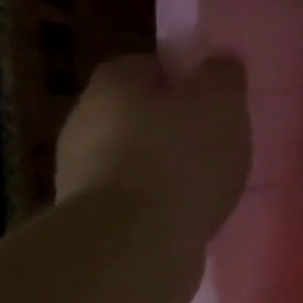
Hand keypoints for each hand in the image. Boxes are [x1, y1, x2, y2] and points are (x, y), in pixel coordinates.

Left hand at [56, 54, 251, 254]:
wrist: (134, 241)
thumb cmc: (182, 157)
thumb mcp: (221, 103)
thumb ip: (223, 76)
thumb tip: (219, 61)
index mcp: (114, 83)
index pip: (147, 64)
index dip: (182, 77)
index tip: (213, 97)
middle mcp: (85, 119)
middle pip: (137, 111)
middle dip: (172, 122)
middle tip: (216, 137)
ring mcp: (80, 170)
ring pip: (132, 154)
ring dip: (164, 163)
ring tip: (208, 180)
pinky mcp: (91, 215)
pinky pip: (133, 194)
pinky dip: (159, 198)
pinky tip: (189, 210)